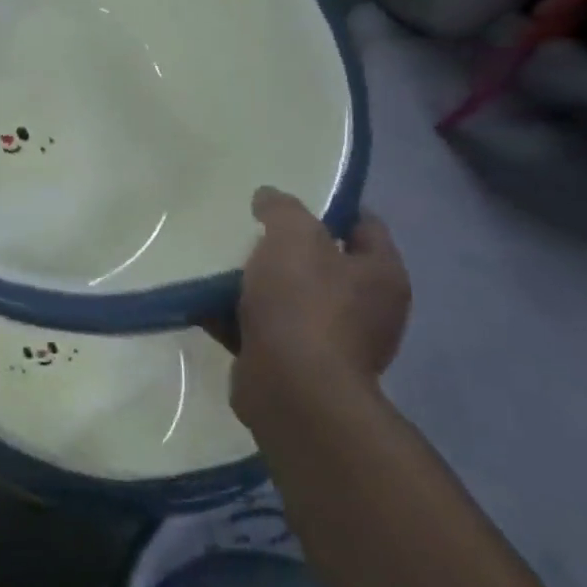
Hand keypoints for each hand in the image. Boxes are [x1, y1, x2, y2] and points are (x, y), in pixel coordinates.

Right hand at [229, 187, 409, 423]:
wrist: (291, 389)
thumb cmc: (303, 304)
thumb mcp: (292, 237)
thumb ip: (282, 209)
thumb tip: (269, 196)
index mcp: (381, 275)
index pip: (364, 225)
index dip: (331, 207)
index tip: (289, 199)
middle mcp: (367, 310)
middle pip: (325, 264)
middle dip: (286, 249)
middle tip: (250, 231)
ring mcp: (332, 342)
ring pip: (290, 298)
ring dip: (258, 285)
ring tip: (219, 265)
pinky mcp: (296, 366)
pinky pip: (262, 329)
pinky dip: (237, 317)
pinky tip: (205, 303)